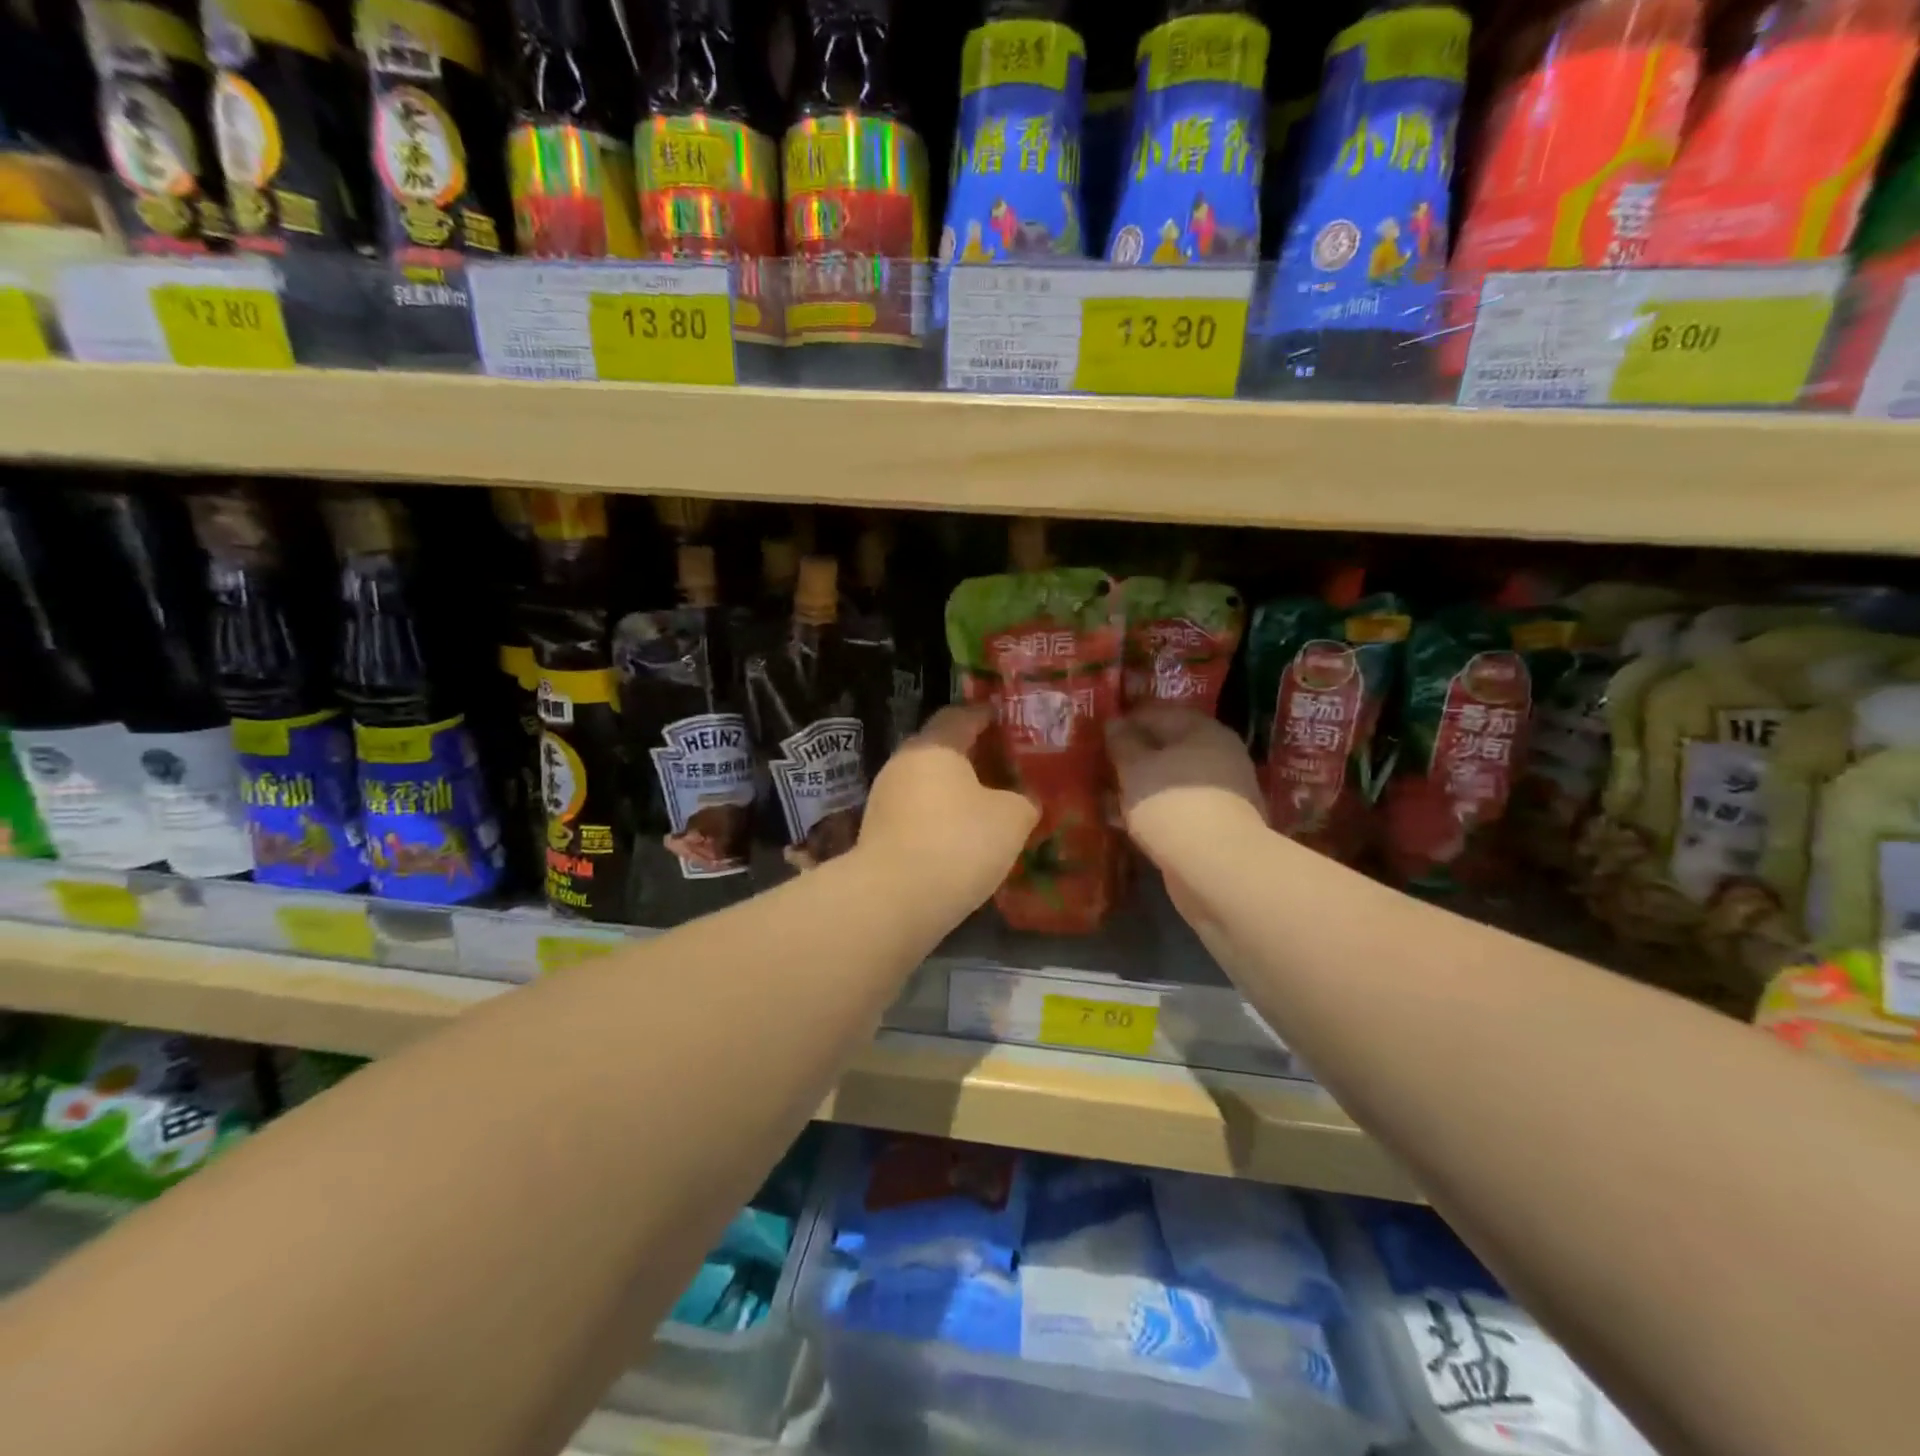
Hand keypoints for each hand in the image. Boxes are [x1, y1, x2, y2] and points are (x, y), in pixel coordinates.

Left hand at [857, 706, 1038, 920]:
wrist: (893, 899)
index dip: (985, 715)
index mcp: (934, 746)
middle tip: (1002, 764)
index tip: (1004, 719)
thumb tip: (1023, 799)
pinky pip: (915, 813)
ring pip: (926, 783)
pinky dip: (938, 818)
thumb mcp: (1012, 818)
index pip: (960, 715)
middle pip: (940, 749)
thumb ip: (1023, 800)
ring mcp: (884, 798)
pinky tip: (959, 838)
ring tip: (985, 804)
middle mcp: (903, 763)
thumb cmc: (958, 842)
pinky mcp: (876, 832)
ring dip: (953, 790)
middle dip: (970, 754)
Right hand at [1106, 706, 1265, 895]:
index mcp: (1204, 731)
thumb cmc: (1173, 804)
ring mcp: (1220, 794)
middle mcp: (1218, 756)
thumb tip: (1115, 723)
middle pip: (1167, 748)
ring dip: (1140, 786)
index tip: (1096, 733)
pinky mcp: (1214, 826)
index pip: (1158, 713)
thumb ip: (1122, 743)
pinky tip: (1124, 821)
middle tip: (1098, 764)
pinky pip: (1176, 809)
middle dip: (1133, 756)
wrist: (1218, 869)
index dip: (1126, 720)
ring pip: (1170, 781)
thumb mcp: (1136, 768)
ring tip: (1104, 794)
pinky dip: (1152, 811)